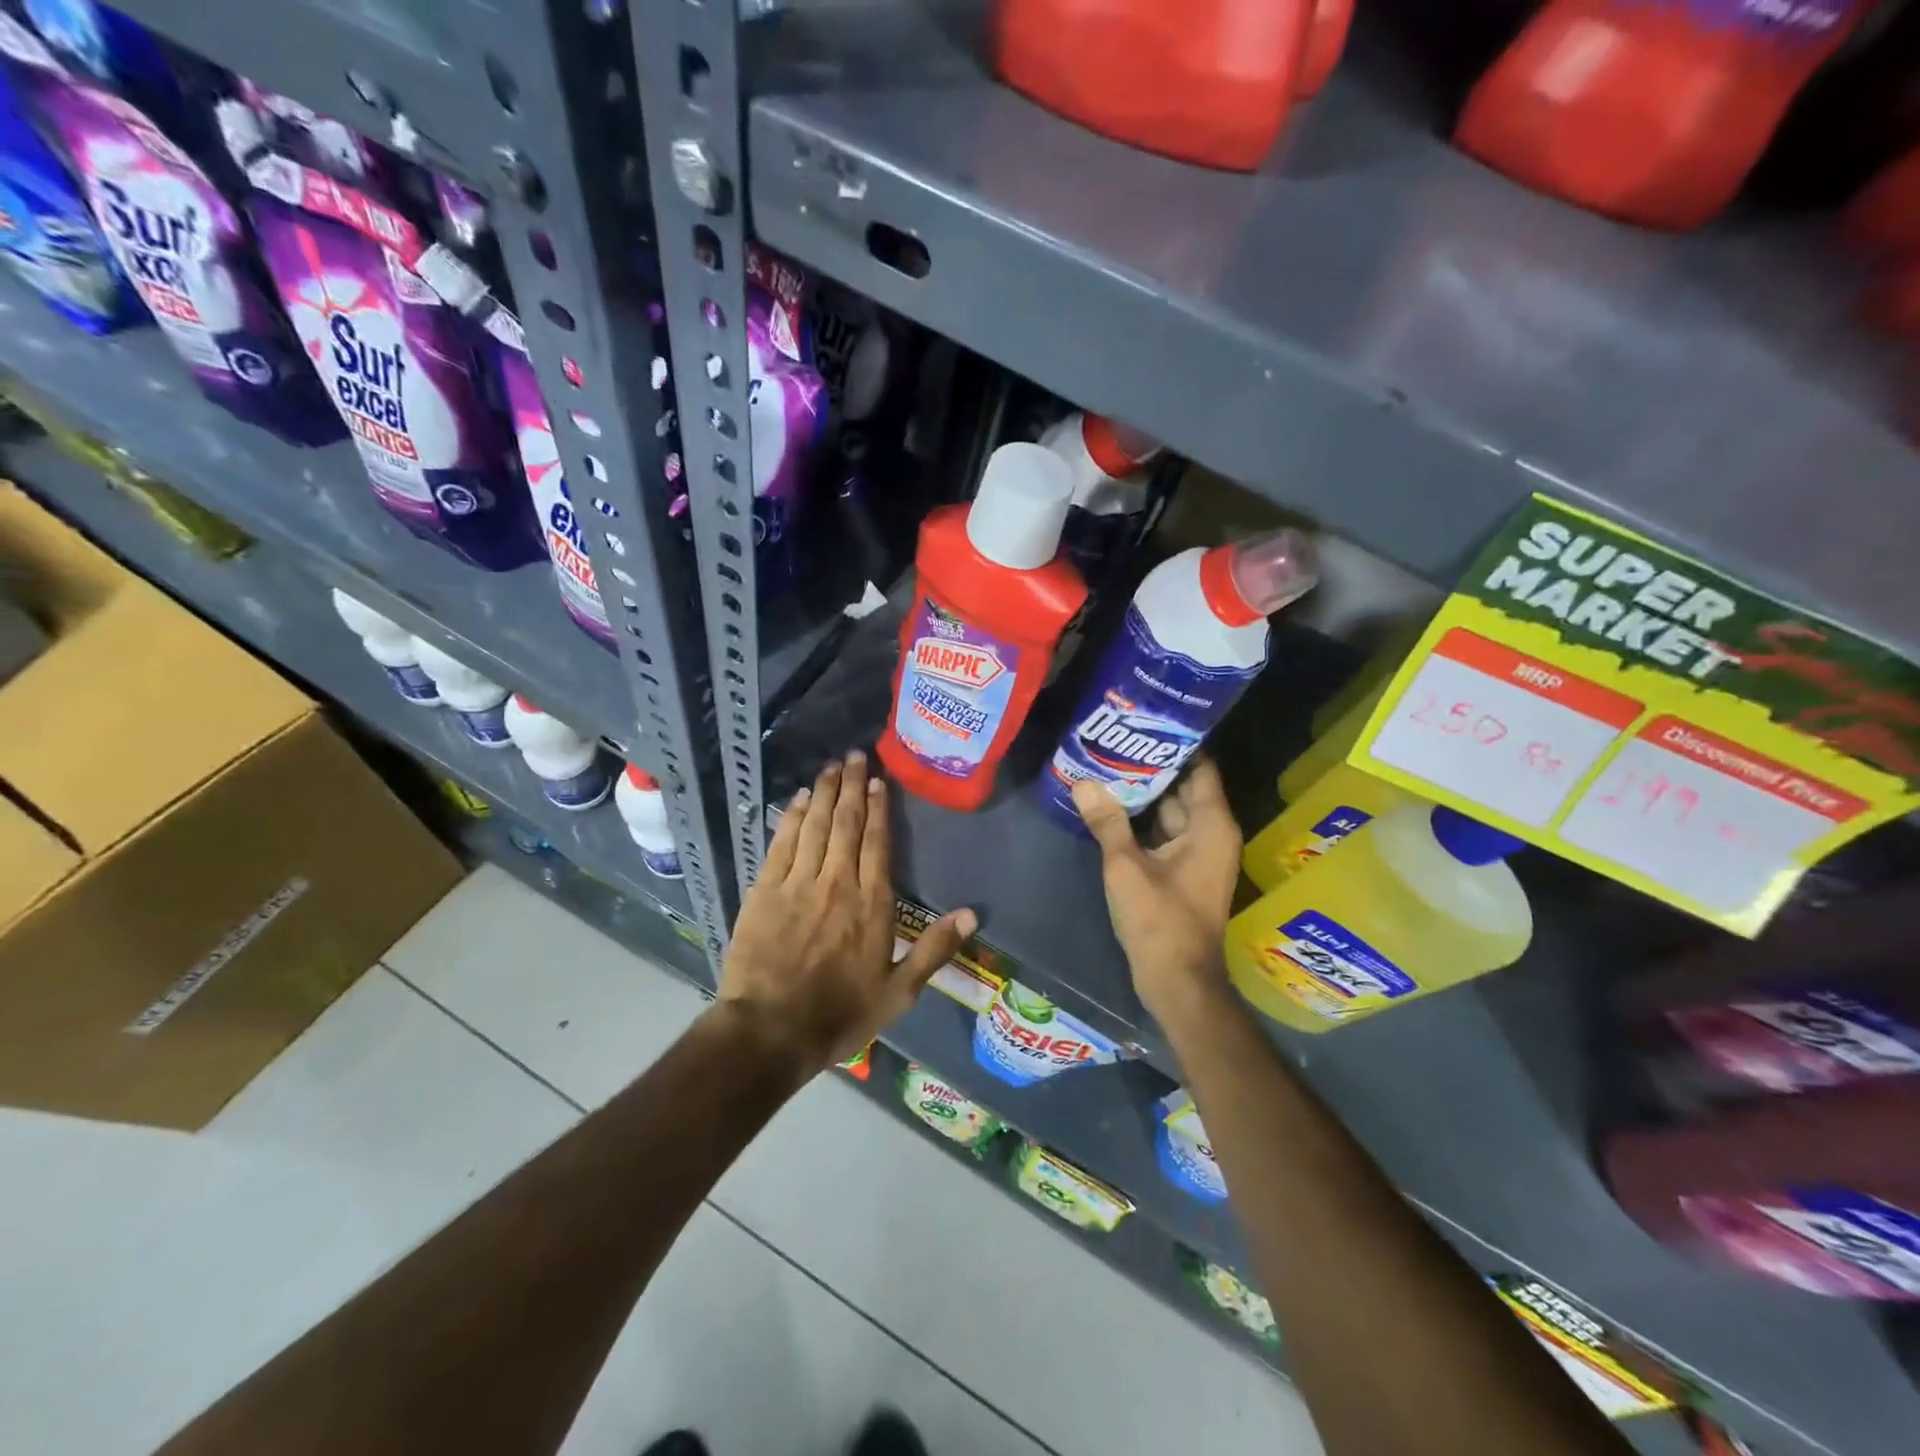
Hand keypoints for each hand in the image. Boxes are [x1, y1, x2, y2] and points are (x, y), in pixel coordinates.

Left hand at [720, 750, 976, 1069]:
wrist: (770, 1031)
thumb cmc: (840, 1014)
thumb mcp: (898, 993)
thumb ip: (934, 950)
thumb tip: (971, 914)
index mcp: (872, 904)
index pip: (878, 843)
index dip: (879, 808)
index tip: (879, 780)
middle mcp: (837, 883)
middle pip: (847, 824)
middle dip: (852, 787)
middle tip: (854, 755)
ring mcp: (798, 883)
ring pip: (816, 826)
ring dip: (825, 793)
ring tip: (831, 766)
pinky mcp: (765, 891)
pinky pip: (782, 843)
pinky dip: (792, 817)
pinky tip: (799, 798)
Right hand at [1072, 757, 1241, 1028]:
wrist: (1177, 979)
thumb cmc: (1159, 919)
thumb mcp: (1126, 866)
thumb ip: (1107, 822)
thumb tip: (1083, 782)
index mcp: (1211, 824)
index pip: (1199, 767)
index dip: (1175, 743)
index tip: (1145, 722)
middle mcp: (1212, 833)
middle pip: (1183, 787)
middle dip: (1151, 766)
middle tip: (1115, 740)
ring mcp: (1200, 853)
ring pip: (1172, 811)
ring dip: (1144, 794)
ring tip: (1107, 766)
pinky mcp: (1185, 871)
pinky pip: (1166, 833)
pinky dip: (1144, 821)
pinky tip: (1111, 807)